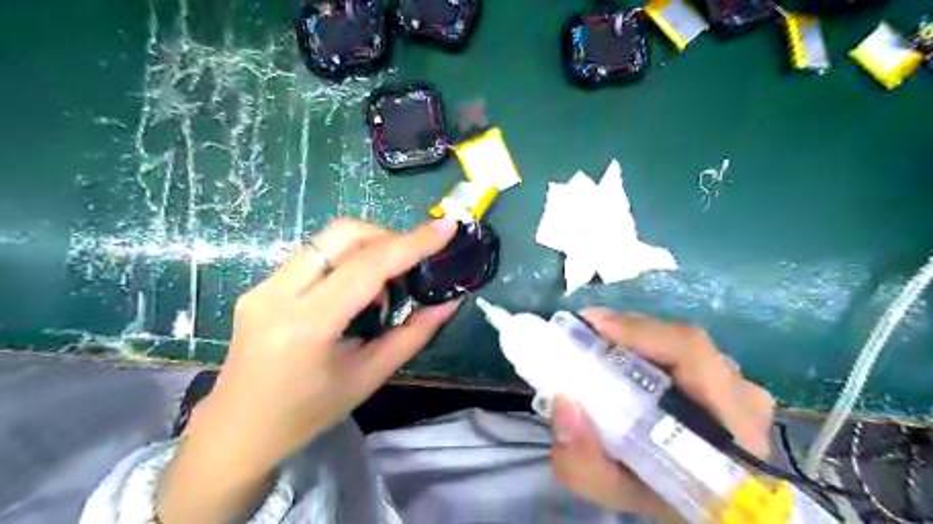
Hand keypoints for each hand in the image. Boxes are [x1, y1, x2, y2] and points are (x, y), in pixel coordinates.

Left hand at [157, 217, 460, 522]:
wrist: (236, 431)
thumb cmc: (308, 413)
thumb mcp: (368, 377)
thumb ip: (413, 335)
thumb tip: (449, 303)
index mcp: (307, 325)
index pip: (367, 267)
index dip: (411, 243)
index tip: (446, 227)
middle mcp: (278, 293)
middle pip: (342, 234)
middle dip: (387, 236)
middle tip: (412, 261)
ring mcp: (263, 285)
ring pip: (327, 239)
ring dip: (367, 247)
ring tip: (385, 284)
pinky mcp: (260, 285)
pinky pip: (314, 255)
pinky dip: (346, 260)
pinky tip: (355, 292)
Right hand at [549, 310, 777, 517]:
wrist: (702, 498)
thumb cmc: (666, 498)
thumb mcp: (620, 493)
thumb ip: (585, 464)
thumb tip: (563, 403)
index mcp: (731, 425)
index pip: (692, 352)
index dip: (639, 330)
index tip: (590, 324)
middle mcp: (742, 393)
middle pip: (680, 341)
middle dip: (624, 332)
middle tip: (581, 337)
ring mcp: (737, 382)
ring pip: (677, 343)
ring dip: (633, 340)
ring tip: (595, 345)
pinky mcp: (726, 377)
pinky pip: (680, 349)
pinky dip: (644, 347)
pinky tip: (619, 356)